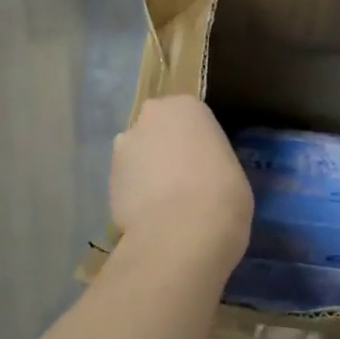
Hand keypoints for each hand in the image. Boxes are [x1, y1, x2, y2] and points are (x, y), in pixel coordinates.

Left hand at [111, 97, 252, 261]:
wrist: (182, 232)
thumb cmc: (222, 193)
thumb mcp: (232, 169)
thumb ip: (211, 161)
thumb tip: (202, 174)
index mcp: (187, 106)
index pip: (192, 118)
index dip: (199, 143)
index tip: (208, 165)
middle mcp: (150, 118)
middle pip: (159, 132)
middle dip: (166, 151)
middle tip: (186, 181)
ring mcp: (124, 148)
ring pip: (139, 157)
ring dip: (148, 173)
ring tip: (167, 205)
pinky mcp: (107, 181)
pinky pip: (128, 184)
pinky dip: (137, 197)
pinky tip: (152, 218)